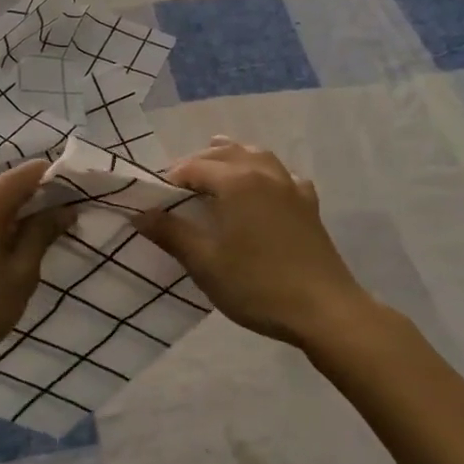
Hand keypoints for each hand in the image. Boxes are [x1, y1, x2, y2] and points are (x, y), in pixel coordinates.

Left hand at [0, 158, 67, 381]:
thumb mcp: (20, 274)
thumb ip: (42, 233)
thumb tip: (65, 208)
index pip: (33, 170)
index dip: (60, 181)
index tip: (79, 202)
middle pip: (12, 183)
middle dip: (40, 199)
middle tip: (64, 228)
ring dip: (18, 214)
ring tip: (37, 244)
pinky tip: (5, 252)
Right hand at [133, 137, 371, 347]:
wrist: (323, 310)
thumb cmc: (256, 285)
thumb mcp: (205, 263)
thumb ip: (171, 233)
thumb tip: (140, 213)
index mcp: (236, 181)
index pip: (195, 166)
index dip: (172, 178)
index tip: (157, 198)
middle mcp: (264, 173)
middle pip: (226, 153)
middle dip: (200, 162)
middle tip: (180, 184)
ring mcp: (291, 187)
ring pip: (258, 156)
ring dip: (234, 157)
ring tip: (218, 166)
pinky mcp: (309, 205)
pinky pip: (284, 176)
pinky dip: (268, 174)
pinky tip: (266, 187)